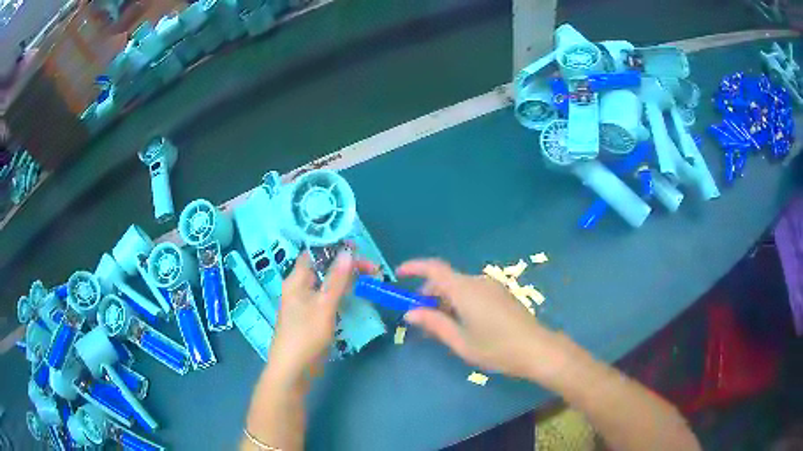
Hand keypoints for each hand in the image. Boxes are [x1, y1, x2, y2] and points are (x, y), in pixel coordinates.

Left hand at [267, 251, 375, 383]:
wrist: (294, 370)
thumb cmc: (305, 335)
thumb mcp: (323, 306)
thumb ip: (336, 279)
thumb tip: (348, 251)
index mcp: (296, 280)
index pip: (315, 253)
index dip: (334, 247)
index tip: (358, 248)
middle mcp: (300, 288)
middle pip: (324, 269)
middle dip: (346, 265)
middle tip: (373, 269)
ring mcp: (307, 304)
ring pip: (328, 285)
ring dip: (347, 280)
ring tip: (370, 280)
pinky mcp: (313, 318)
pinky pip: (329, 300)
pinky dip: (342, 295)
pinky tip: (356, 297)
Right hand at [398, 259, 563, 379]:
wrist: (536, 349)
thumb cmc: (496, 348)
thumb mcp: (460, 341)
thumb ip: (434, 324)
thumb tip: (410, 313)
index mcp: (465, 290)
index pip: (434, 268)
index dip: (414, 267)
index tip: (398, 274)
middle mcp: (477, 281)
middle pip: (446, 279)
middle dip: (428, 293)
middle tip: (421, 318)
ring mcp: (491, 286)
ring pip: (459, 286)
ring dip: (445, 299)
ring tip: (442, 325)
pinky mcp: (501, 294)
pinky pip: (472, 291)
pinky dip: (459, 301)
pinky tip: (463, 323)